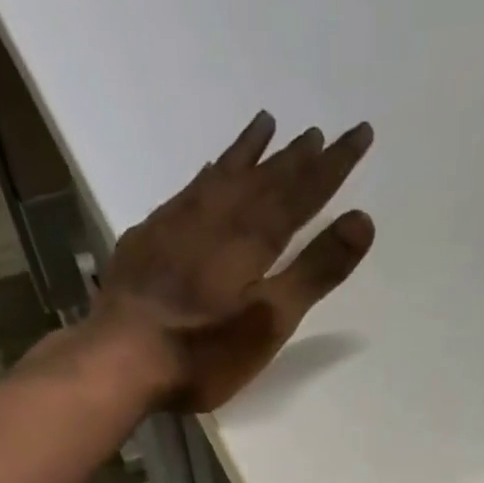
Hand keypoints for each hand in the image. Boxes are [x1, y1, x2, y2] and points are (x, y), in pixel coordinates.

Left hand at [91, 111, 375, 411]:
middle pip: (264, 178)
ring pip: (222, 175)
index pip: (302, 192)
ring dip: (248, 152)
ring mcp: (177, 224)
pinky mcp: (148, 239)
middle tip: (318, 132)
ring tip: (266, 124)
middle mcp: (216, 217)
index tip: (360, 133)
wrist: (121, 358)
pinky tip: (207, 173)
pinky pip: (187, 191)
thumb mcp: (270, 320)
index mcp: (252, 238)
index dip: (334, 166)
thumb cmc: (204, 351)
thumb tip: (362, 220)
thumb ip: (315, 272)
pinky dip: (206, 175)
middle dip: (295, 156)